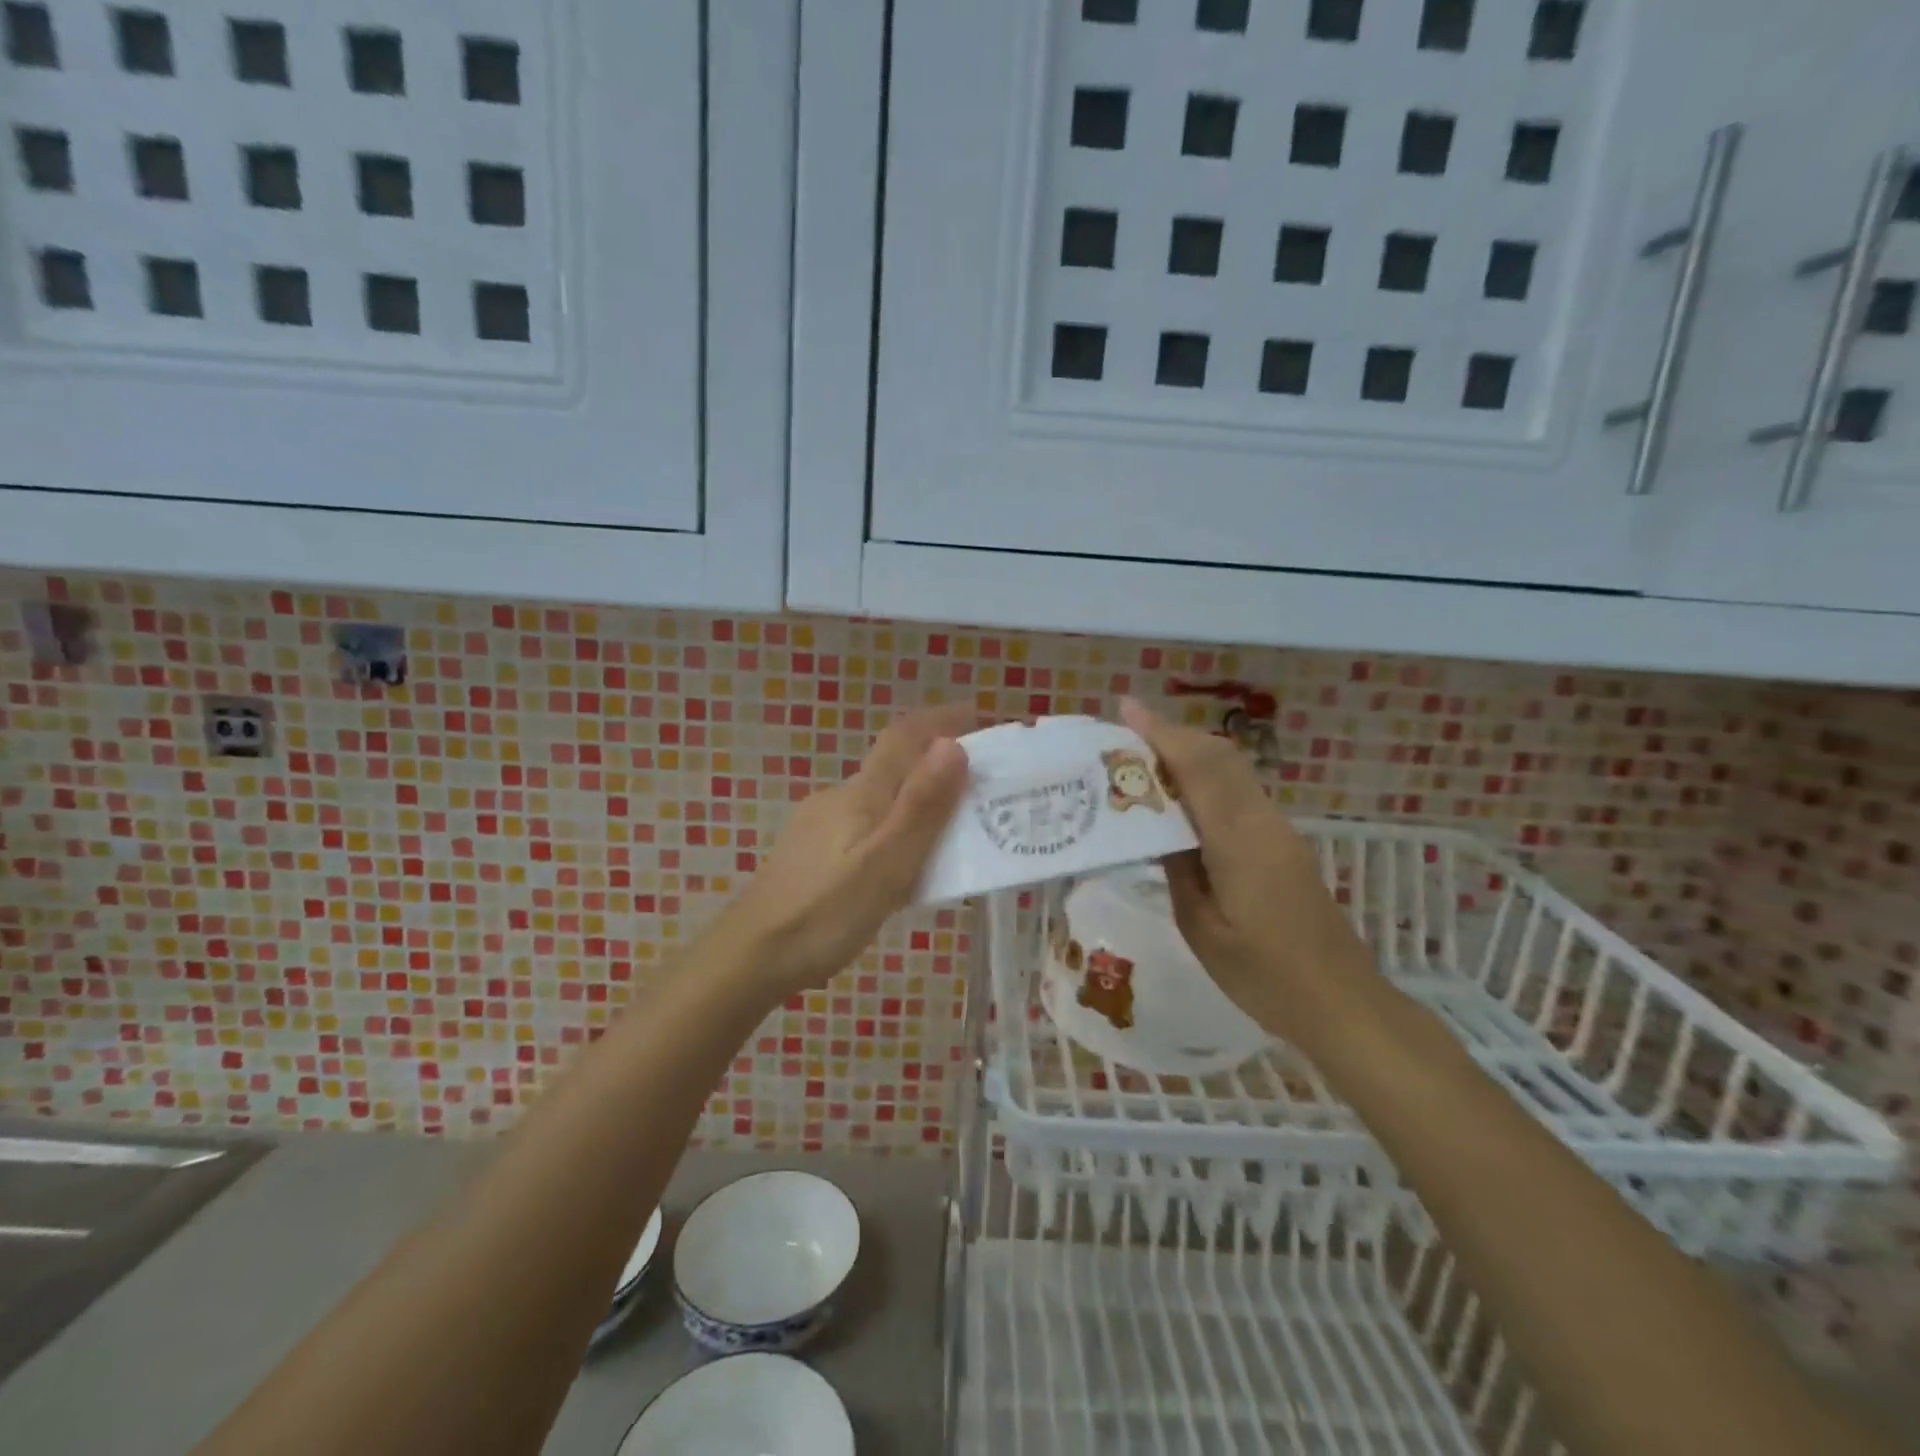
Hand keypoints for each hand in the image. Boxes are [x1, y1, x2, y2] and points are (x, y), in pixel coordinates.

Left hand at [723, 705, 974, 992]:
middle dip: (940, 767)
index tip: (982, 716)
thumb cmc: (824, 913)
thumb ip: (921, 806)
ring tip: (955, 834)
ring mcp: (820, 824)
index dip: (943, 720)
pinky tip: (904, 867)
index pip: (905, 736)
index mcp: (861, 793)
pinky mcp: (812, 853)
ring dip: (919, 802)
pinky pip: (867, 827)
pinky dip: (896, 831)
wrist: (751, 956)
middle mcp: (839, 797)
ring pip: (882, 800)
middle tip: (985, 789)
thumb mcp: (886, 864)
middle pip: (896, 767)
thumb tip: (953, 744)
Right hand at [1119, 698, 1373, 1049]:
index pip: (1198, 767)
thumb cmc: (1263, 976)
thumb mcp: (1201, 928)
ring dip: (1190, 754)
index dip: (1161, 733)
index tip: (1126, 708)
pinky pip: (1240, 792)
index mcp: (1238, 840)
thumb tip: (1160, 829)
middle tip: (1126, 734)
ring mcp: (1278, 830)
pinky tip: (1181, 799)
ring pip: (1232, 771)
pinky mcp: (1283, 843)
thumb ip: (1179, 869)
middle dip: (1173, 735)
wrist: (1340, 1002)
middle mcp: (1262, 822)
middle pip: (1219, 757)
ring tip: (1144, 760)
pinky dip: (1207, 777)